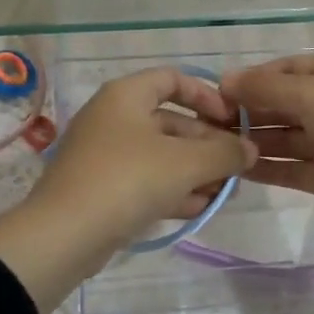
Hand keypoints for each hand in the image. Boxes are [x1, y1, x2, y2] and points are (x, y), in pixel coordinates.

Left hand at [0, 69, 257, 313]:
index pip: (172, 79)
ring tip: (225, 192)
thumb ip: (225, 152)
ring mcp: (103, 154)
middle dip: (207, 144)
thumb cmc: (128, 180)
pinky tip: (199, 208)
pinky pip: (144, 180)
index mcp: (126, 95)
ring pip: (159, 155)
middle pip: (170, 121)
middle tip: (236, 167)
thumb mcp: (186, 163)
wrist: (64, 234)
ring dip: (194, 170)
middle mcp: (112, 117)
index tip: (232, 121)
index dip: (207, 96)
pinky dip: (172, 189)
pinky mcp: (100, 188)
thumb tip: (250, 149)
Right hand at [218, 54, 313, 228]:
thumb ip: (266, 88)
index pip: (287, 70)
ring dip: (253, 140)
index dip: (254, 79)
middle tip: (208, 123)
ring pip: (284, 137)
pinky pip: (290, 168)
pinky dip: (265, 168)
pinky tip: (235, 169)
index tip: (218, 91)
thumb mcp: (313, 94)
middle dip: (248, 111)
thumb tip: (225, 79)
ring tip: (215, 146)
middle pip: (282, 104)